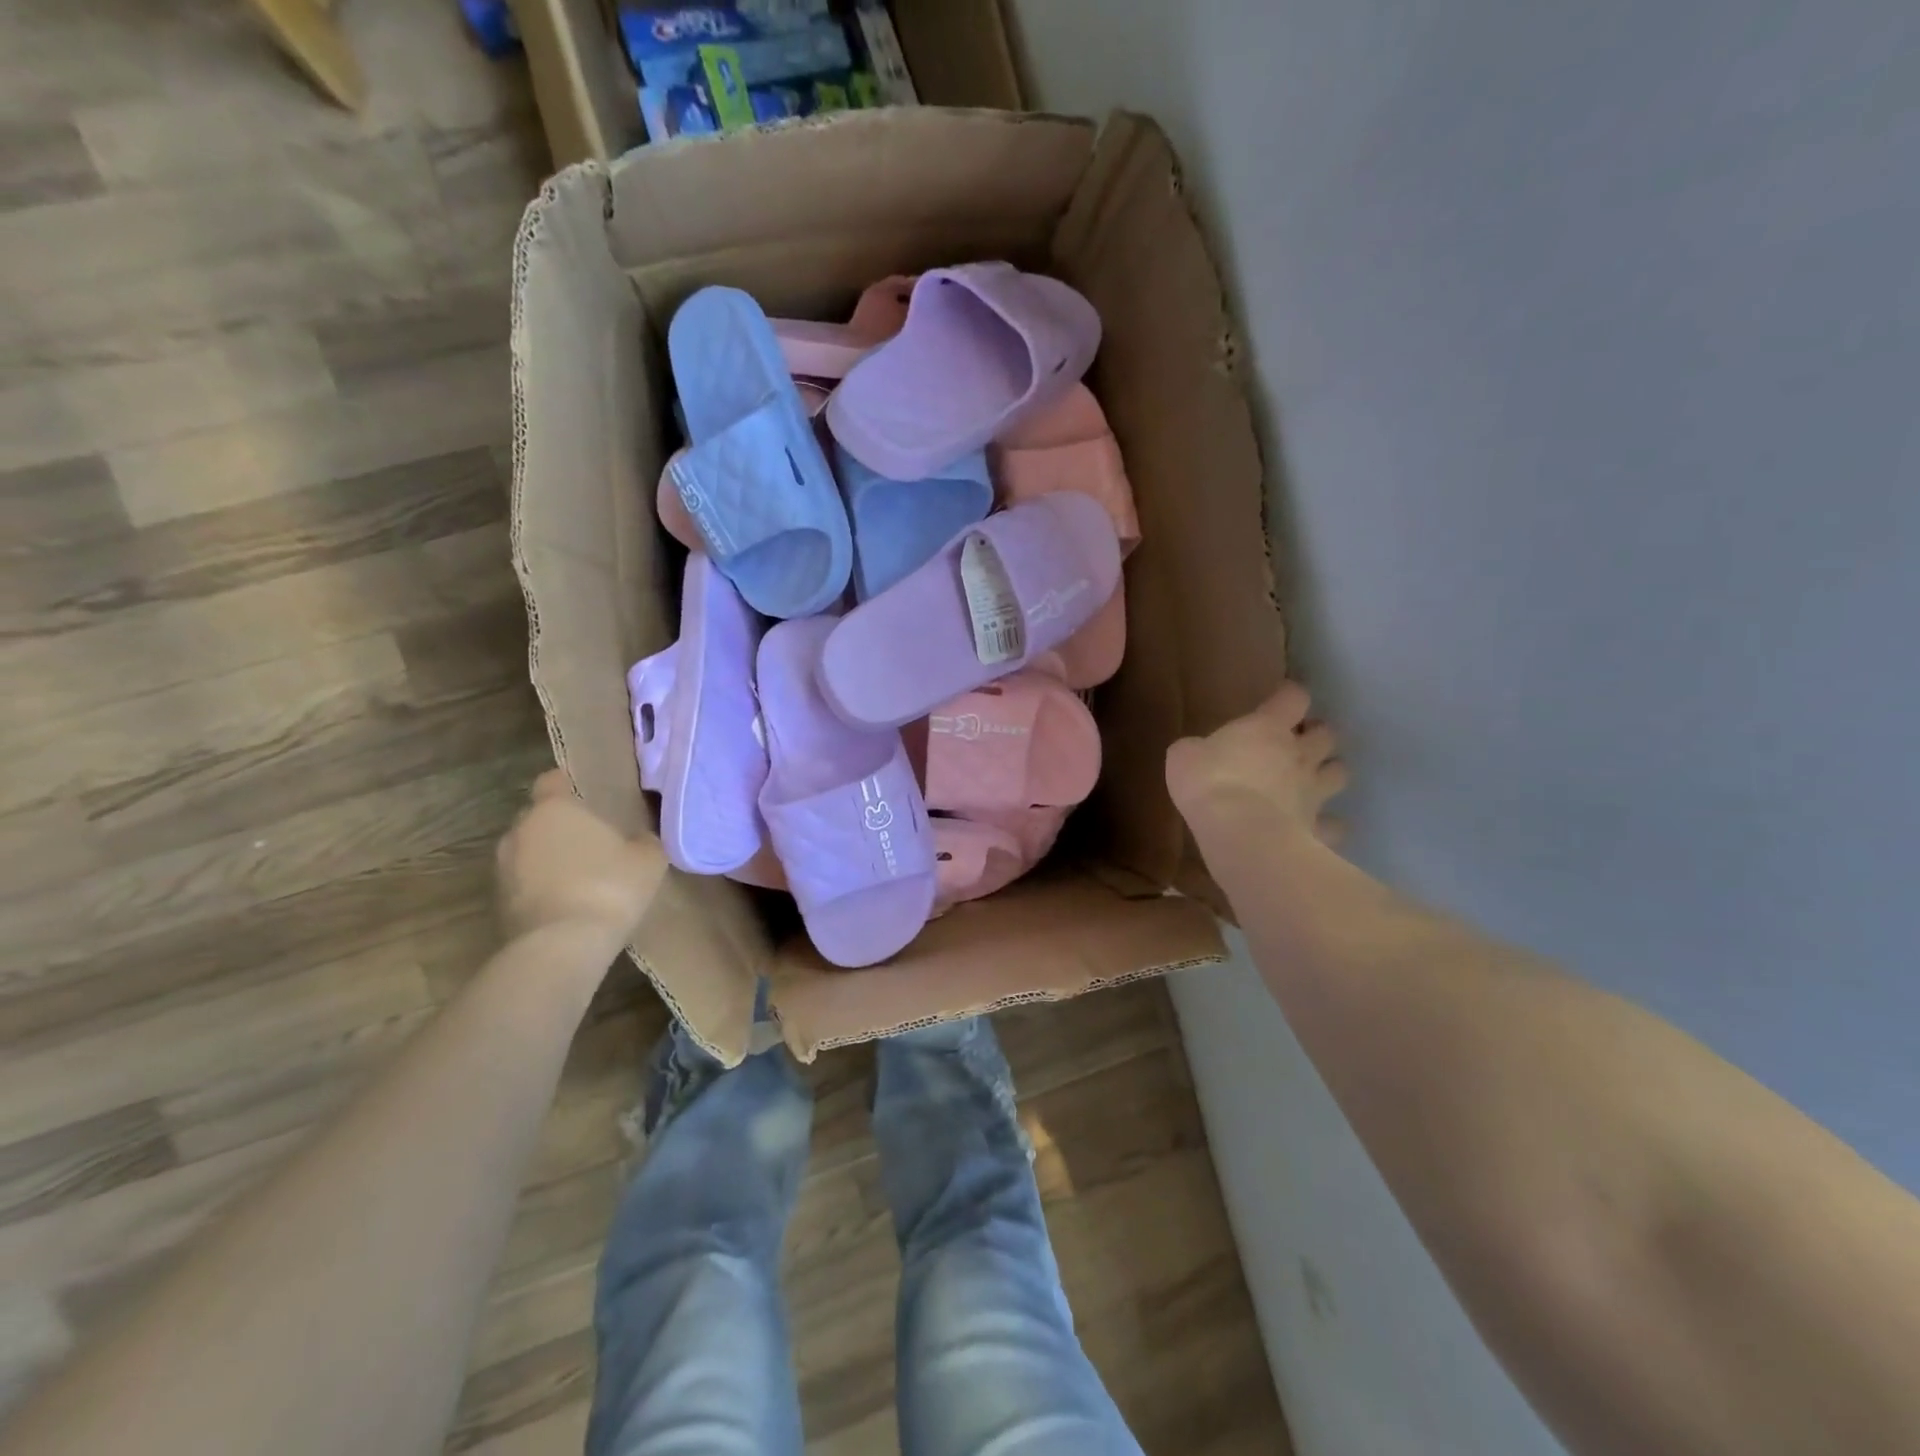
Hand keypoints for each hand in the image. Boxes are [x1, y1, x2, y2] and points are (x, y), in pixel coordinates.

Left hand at [496, 771, 669, 940]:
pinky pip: (522, 882)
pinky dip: (539, 886)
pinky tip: (566, 902)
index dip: (568, 785)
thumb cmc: (609, 888)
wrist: (561, 946)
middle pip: (538, 816)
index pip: (552, 781)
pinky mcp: (496, 902)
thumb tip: (639, 839)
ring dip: (547, 857)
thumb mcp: (649, 860)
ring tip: (579, 875)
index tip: (588, 797)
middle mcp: (521, 829)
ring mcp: (502, 867)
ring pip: (527, 850)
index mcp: (555, 808)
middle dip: (559, 824)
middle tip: (591, 840)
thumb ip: (643, 840)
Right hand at [1165, 681, 1347, 845]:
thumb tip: (1197, 752)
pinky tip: (1314, 827)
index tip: (1281, 698)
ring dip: (1329, 772)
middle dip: (1316, 735)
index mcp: (1269, 728)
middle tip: (1297, 742)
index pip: (1293, 697)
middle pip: (1327, 734)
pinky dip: (1327, 824)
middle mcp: (1300, 755)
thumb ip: (1197, 749)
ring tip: (1313, 780)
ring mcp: (1314, 792)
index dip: (1289, 695)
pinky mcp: (1317, 827)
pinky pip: (1333, 824)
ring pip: (1339, 773)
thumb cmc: (1209, 783)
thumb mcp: (1184, 756)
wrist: (1239, 832)